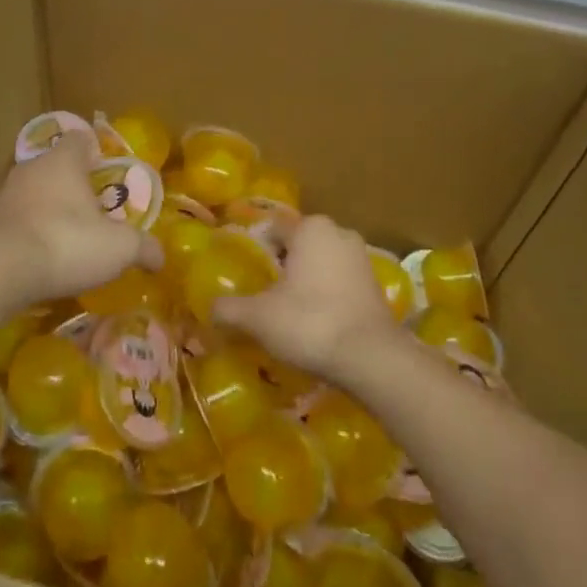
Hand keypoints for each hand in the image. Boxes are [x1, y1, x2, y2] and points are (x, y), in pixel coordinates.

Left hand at [0, 135, 160, 307]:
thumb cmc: (66, 243)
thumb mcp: (118, 248)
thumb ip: (143, 247)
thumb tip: (161, 257)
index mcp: (64, 160)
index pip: (80, 139)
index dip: (94, 152)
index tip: (106, 173)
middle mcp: (31, 167)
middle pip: (55, 166)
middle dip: (71, 184)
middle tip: (92, 210)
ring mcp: (4, 193)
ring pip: (32, 192)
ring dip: (46, 208)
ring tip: (65, 237)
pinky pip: (13, 220)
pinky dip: (26, 232)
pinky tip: (38, 257)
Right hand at [212, 215, 401, 380]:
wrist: (371, 359)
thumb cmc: (309, 323)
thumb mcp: (258, 317)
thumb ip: (229, 309)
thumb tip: (210, 308)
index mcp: (310, 228)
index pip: (272, 229)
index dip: (256, 250)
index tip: (245, 274)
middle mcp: (338, 233)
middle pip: (299, 245)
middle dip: (282, 265)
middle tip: (264, 294)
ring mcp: (361, 258)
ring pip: (322, 263)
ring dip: (306, 281)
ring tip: (289, 311)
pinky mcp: (376, 285)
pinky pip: (341, 282)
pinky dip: (327, 295)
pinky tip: (316, 323)